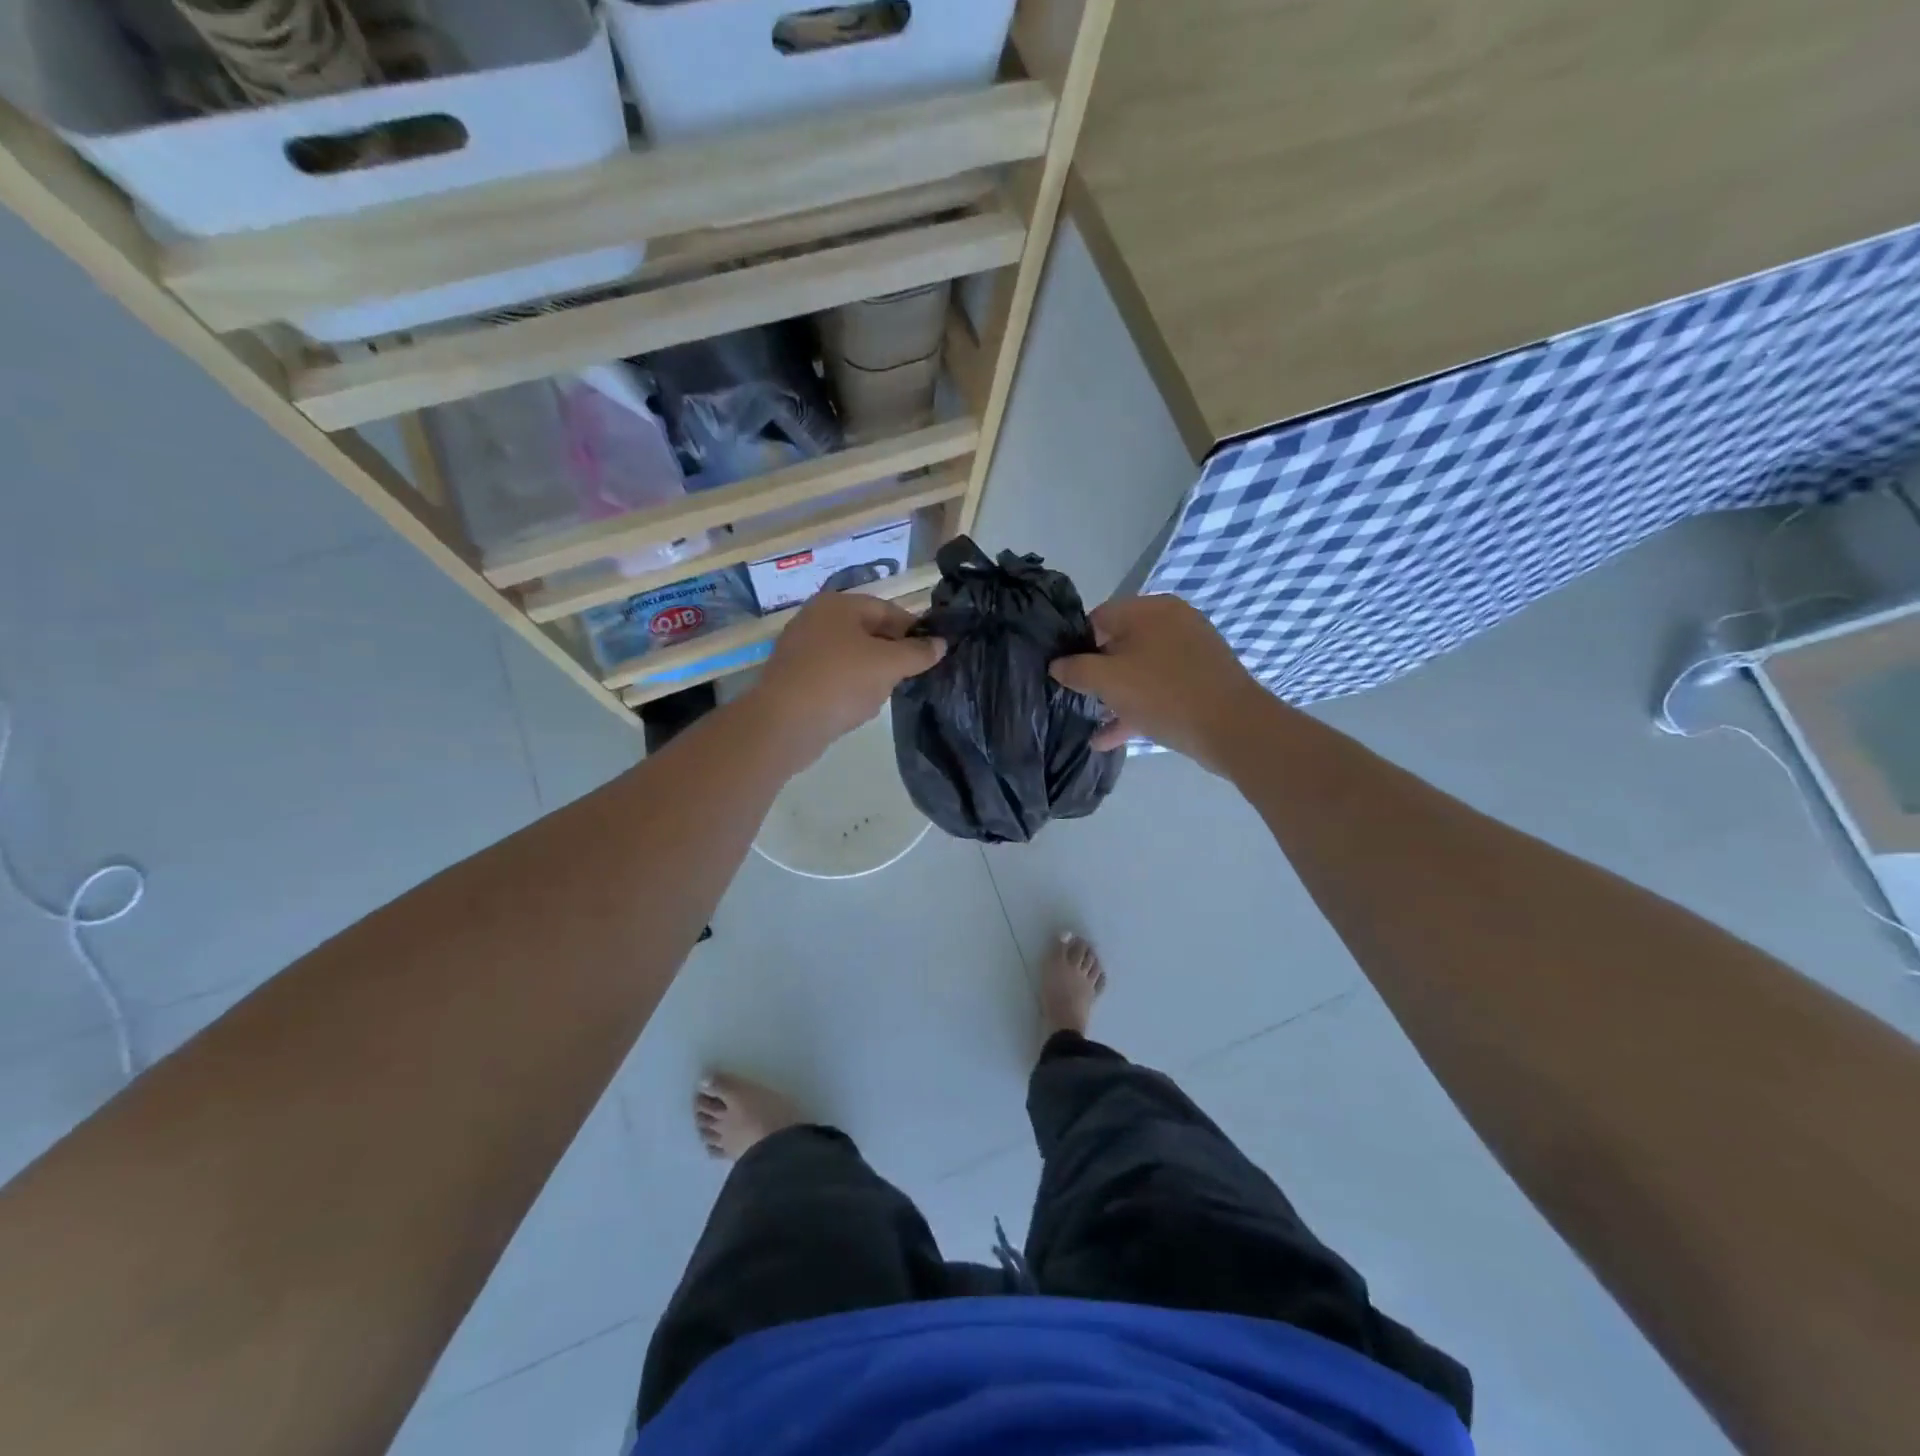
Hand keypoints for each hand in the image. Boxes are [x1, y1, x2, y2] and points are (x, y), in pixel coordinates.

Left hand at [751, 591, 944, 766]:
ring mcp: (801, 648)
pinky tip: (857, 707)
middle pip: (868, 632)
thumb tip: (940, 644)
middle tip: (910, 676)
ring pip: (851, 656)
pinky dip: (849, 688)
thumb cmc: (841, 682)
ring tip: (883, 694)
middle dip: (892, 653)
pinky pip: (832, 676)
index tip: (932, 653)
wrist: (784, 723)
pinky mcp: (793, 677)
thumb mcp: (889, 665)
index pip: (887, 609)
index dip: (913, 629)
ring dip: (871, 673)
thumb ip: (918, 652)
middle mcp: (816, 619)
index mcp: (838, 605)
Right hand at [1049, 595, 1263, 769]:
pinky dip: (1136, 707)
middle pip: (1119, 643)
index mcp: (1150, 610)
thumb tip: (1057, 665)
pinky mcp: (1201, 679)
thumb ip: (1076, 669)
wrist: (1234, 729)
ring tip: (1090, 721)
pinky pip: (1159, 688)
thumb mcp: (1109, 681)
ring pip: (1139, 669)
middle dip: (1096, 673)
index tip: (1065, 674)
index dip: (1076, 645)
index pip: (1098, 617)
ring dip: (1115, 696)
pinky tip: (1109, 739)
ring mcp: (1190, 651)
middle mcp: (1172, 622)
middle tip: (1077, 698)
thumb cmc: (1164, 694)